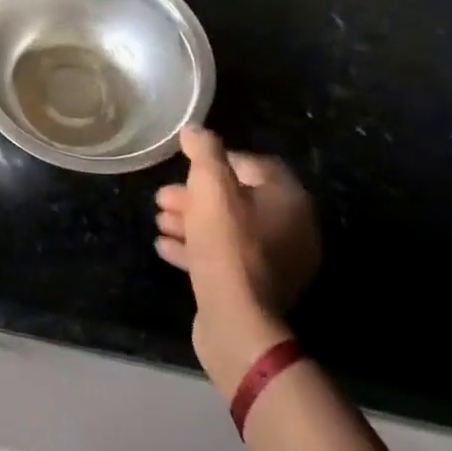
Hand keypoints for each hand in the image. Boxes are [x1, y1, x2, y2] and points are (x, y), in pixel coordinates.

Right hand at [154, 127, 320, 398]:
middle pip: (238, 200)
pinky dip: (197, 249)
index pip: (258, 165)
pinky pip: (226, 258)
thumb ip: (204, 152)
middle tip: (163, 197)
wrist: (237, 320)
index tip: (189, 163)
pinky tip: (165, 246)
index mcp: (289, 201)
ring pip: (228, 230)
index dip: (221, 159)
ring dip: (191, 221)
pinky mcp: (257, 289)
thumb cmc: (227, 243)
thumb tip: (195, 130)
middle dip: (196, 195)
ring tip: (159, 221)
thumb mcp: (210, 186)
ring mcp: (277, 264)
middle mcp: (292, 230)